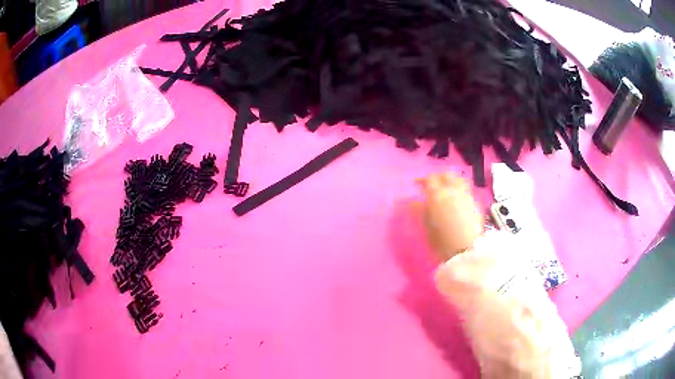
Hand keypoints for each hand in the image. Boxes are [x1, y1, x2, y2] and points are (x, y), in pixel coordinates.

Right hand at [417, 173, 483, 260]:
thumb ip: (419, 211)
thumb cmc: (442, 241)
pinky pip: (466, 189)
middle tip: (432, 184)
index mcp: (437, 195)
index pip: (429, 179)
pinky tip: (457, 198)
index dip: (422, 180)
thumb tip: (413, 202)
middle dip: (438, 177)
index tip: (417, 185)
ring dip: (451, 180)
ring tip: (446, 188)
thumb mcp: (426, 227)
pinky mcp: (475, 202)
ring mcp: (466, 195)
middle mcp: (452, 190)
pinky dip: (459, 189)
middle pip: (446, 175)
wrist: (466, 250)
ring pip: (458, 179)